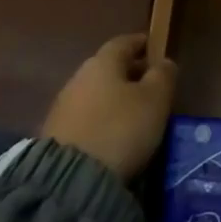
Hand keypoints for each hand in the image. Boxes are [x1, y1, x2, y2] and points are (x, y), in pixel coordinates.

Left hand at [41, 34, 176, 179]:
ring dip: (114, 98)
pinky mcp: (56, 134)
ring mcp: (63, 106)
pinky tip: (113, 134)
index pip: (124, 42)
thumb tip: (164, 62)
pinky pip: (86, 117)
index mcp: (103, 62)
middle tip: (151, 85)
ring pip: (96, 93)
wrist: (70, 179)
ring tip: (135, 114)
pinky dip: (102, 118)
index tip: (155, 48)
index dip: (141, 43)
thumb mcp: (154, 100)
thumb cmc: (120, 128)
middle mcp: (79, 77)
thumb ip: (163, 76)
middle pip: (109, 68)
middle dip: (130, 73)